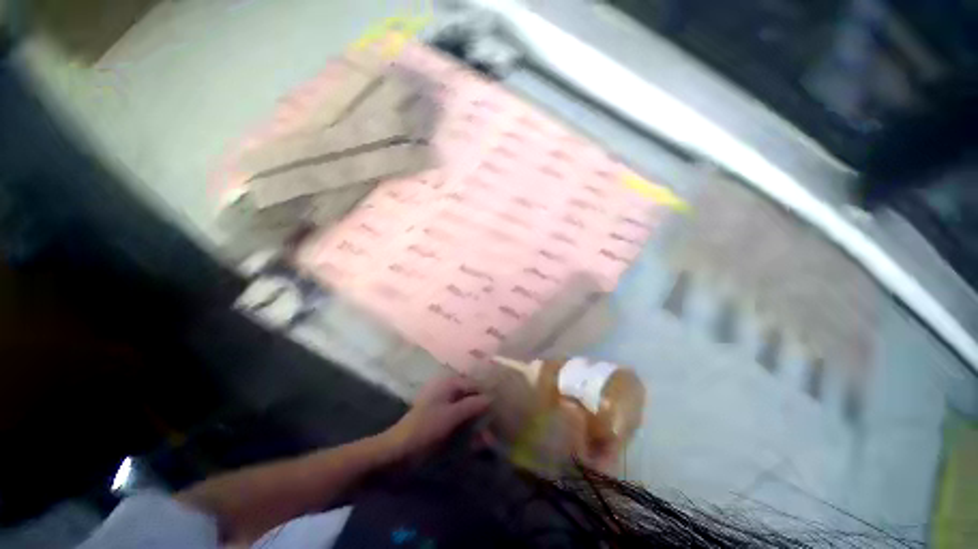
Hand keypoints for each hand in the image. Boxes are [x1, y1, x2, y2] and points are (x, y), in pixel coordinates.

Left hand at [379, 375, 491, 461]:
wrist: (397, 452)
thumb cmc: (424, 428)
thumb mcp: (451, 416)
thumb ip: (473, 405)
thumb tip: (492, 397)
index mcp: (449, 385)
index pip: (475, 384)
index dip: (488, 395)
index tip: (502, 407)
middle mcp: (449, 393)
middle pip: (473, 398)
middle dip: (484, 413)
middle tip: (497, 427)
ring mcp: (445, 409)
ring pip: (468, 413)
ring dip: (478, 425)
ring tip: (489, 441)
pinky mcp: (442, 424)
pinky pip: (461, 425)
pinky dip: (469, 433)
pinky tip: (477, 445)